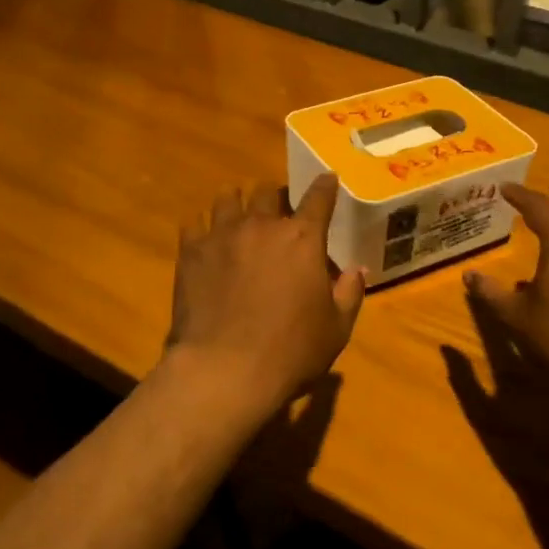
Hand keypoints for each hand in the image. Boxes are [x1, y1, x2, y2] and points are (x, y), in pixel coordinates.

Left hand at [161, 173, 365, 419]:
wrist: (224, 370)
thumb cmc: (291, 351)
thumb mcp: (336, 329)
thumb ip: (349, 293)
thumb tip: (356, 270)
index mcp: (302, 238)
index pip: (318, 198)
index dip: (324, 186)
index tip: (327, 178)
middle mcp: (262, 225)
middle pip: (267, 191)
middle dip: (274, 196)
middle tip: (276, 209)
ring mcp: (222, 234)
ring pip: (227, 197)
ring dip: (237, 202)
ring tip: (237, 214)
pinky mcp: (191, 252)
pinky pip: (194, 224)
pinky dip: (203, 228)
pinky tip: (205, 241)